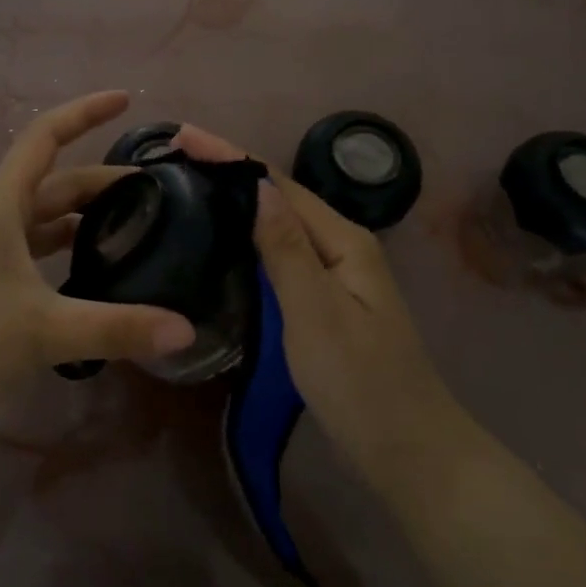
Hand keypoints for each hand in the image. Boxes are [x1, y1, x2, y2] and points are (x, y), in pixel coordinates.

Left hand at [0, 91, 196, 424]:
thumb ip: (116, 328)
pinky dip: (66, 250)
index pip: (46, 138)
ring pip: (45, 218)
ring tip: (133, 228)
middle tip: (155, 193)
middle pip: (55, 182)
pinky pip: (35, 250)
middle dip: (103, 181)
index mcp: (2, 206)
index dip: (85, 112)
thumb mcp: (44, 331)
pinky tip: (92, 272)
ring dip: (85, 216)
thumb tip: (185, 330)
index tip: (125, 100)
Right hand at [174, 126, 455, 490]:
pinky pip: (281, 252)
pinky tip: (225, 238)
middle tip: (177, 156)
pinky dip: (249, 235)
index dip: (230, 155)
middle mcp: (342, 246)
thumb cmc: (360, 383)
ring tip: (191, 185)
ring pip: (280, 222)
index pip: (277, 184)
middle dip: (230, 169)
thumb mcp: (317, 313)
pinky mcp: (325, 300)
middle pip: (280, 196)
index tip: (183, 135)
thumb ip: (286, 249)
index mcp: (343, 240)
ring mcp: (336, 274)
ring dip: (238, 199)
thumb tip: (256, 187)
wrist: (408, 451)